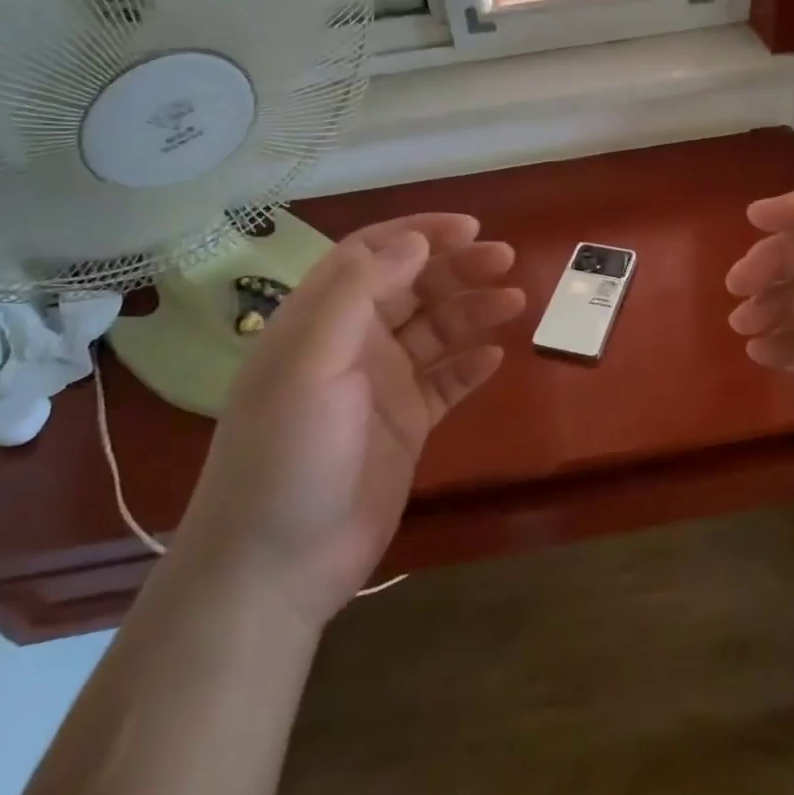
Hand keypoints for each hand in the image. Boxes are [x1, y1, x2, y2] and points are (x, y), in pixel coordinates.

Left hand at [176, 214, 523, 626]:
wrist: (276, 566)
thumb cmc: (287, 454)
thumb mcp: (312, 362)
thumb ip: (359, 293)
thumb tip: (413, 241)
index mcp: (320, 320)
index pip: (371, 254)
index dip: (419, 234)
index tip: (470, 228)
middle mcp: (352, 344)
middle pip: (411, 288)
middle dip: (457, 268)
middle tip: (505, 260)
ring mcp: (380, 387)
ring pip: (434, 332)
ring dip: (472, 311)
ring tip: (516, 302)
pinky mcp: (404, 427)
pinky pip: (444, 383)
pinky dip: (469, 366)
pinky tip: (496, 357)